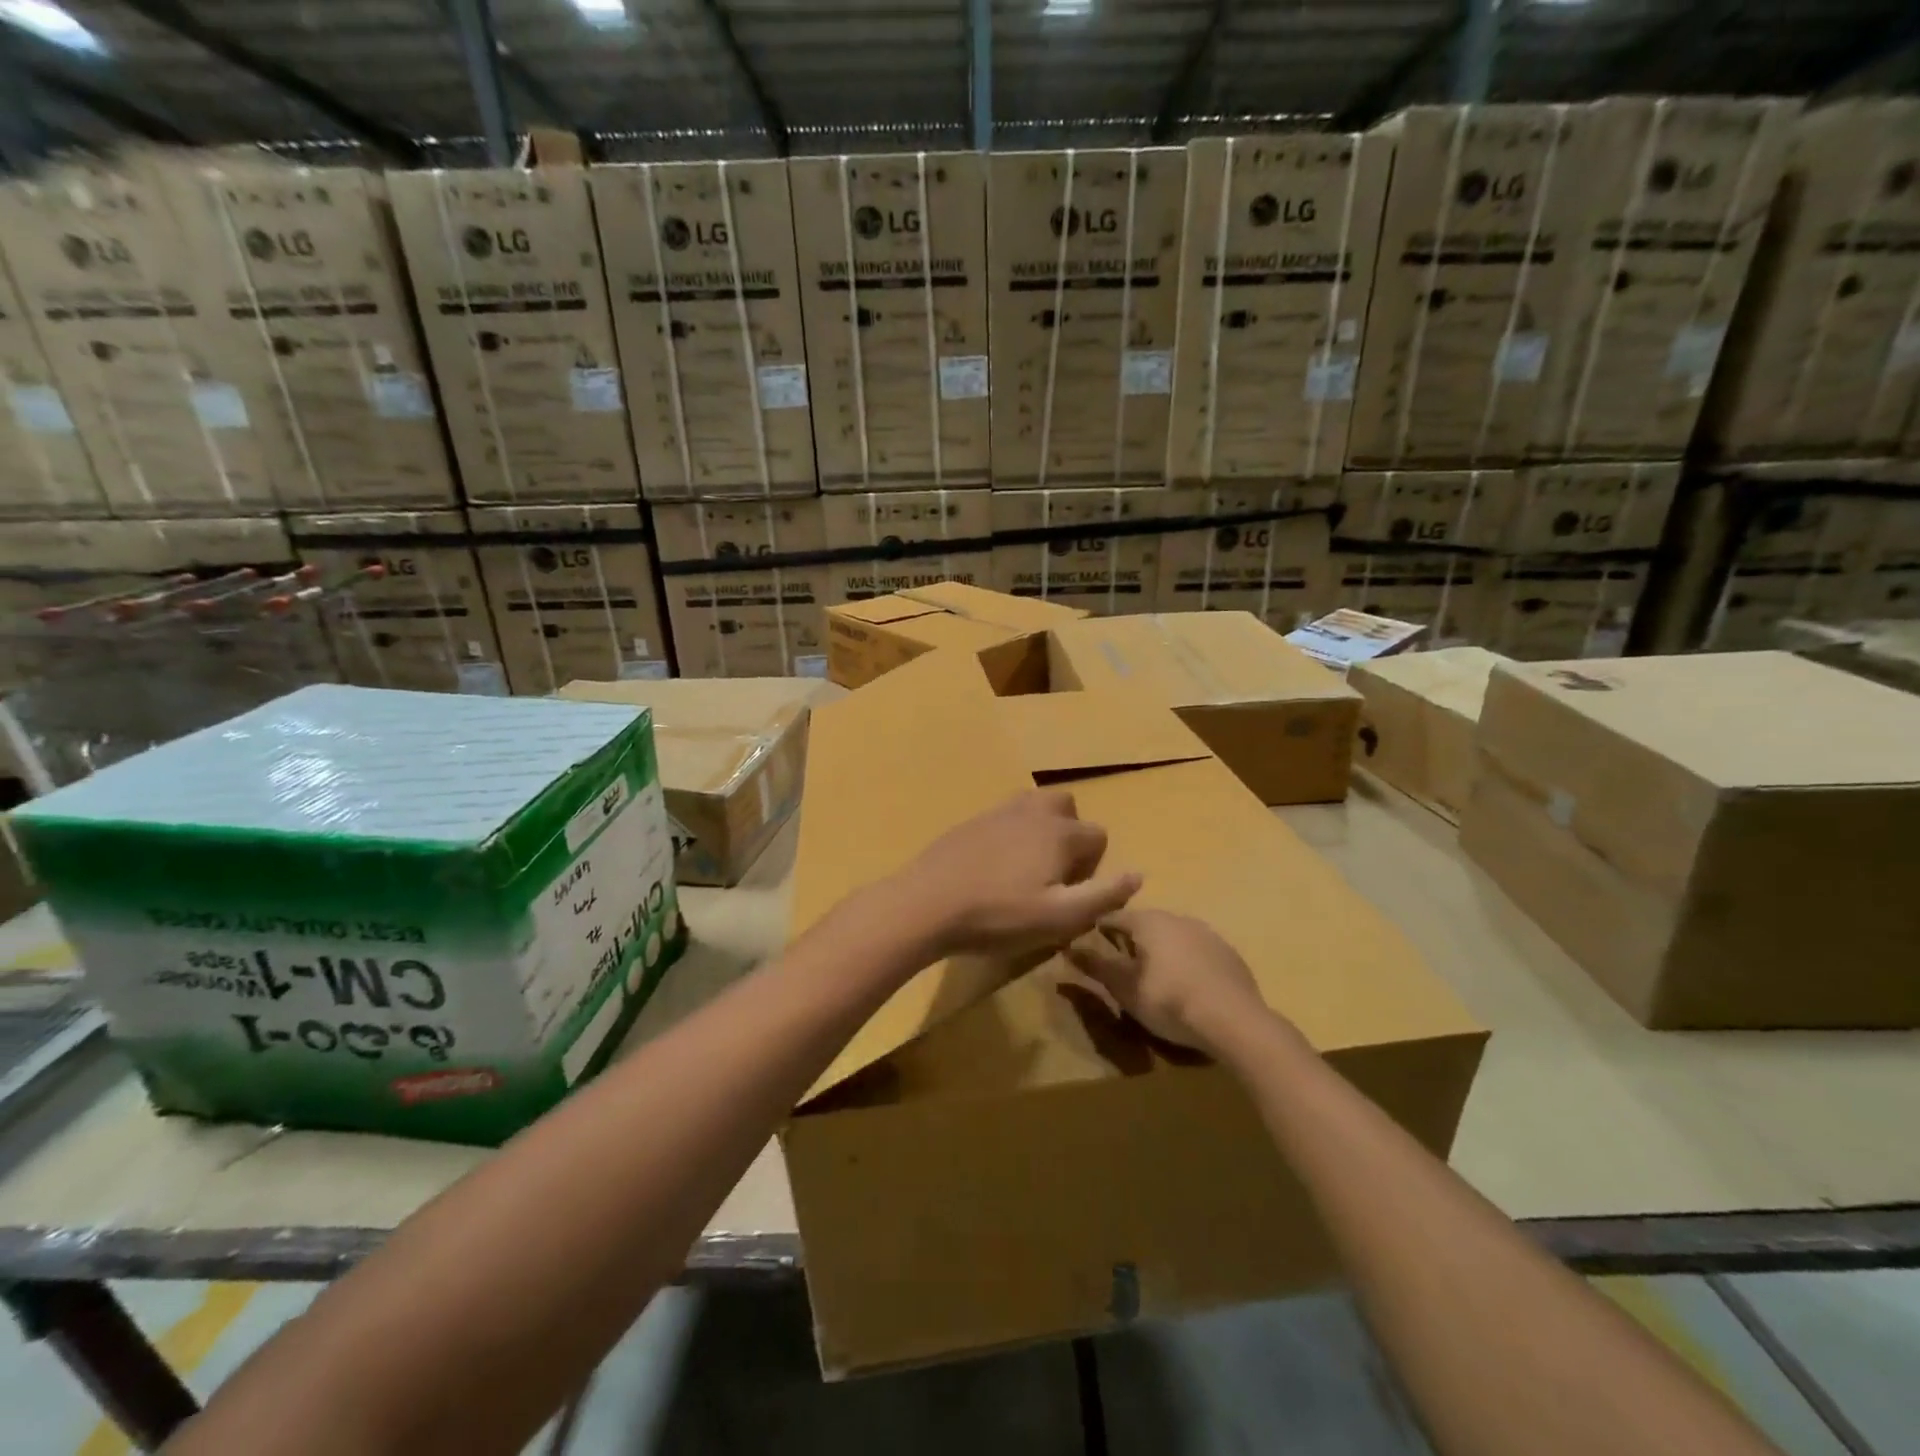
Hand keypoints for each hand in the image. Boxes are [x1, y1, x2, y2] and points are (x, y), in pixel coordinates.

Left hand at [893, 790, 1141, 958]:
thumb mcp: (1059, 918)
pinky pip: (1004, 816)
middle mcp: (1032, 812)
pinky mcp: (970, 822)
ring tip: (1027, 867)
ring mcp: (997, 812)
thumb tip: (1138, 875)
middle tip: (1053, 874)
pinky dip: (1011, 832)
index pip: (1098, 835)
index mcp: (1059, 833)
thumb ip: (1103, 896)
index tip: (1071, 895)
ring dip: (1041, 828)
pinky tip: (994, 866)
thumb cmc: (998, 916)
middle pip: (1067, 807)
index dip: (1094, 866)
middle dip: (1070, 834)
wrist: (927, 904)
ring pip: (1034, 805)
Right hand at [1065, 908, 1267, 1052]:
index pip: (1114, 917)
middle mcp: (1178, 917)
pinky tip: (1188, 987)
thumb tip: (1069, 948)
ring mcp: (1208, 934)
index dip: (1099, 931)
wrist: (1234, 1020)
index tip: (1090, 948)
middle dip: (1131, 942)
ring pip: (1174, 936)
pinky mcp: (1229, 954)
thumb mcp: (1125, 988)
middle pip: (1145, 924)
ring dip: (1161, 951)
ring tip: (1155, 979)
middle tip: (1123, 968)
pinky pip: (1198, 952)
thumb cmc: (1169, 1000)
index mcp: (1149, 921)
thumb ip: (1097, 966)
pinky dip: (1187, 963)